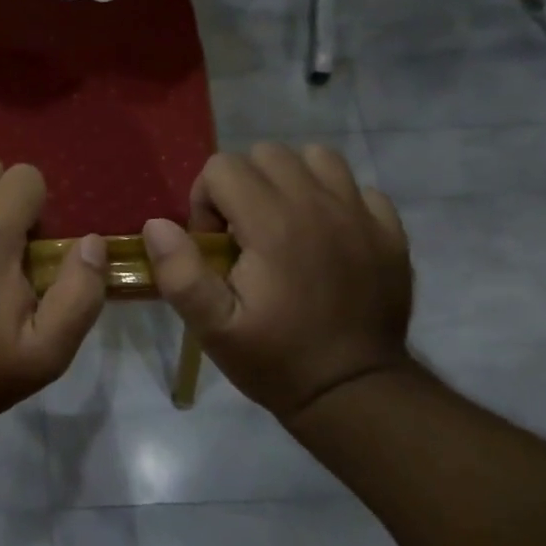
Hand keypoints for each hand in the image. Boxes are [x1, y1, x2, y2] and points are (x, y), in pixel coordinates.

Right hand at [142, 143, 413, 420]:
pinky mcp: (389, 231)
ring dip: (291, 182)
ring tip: (284, 226)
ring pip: (316, 158)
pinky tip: (326, 238)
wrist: (353, 391)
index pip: (223, 167)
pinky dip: (335, 201)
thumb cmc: (275, 358)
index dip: (206, 201)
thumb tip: (157, 224)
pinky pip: (357, 188)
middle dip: (244, 186)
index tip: (215, 246)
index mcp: (273, 224)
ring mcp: (360, 214)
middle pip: (267, 154)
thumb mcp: (213, 328)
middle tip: (244, 237)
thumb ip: (180, 273)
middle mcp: (318, 205)